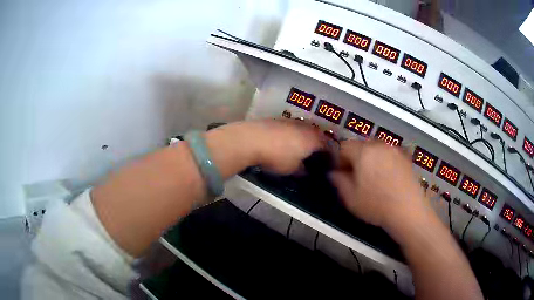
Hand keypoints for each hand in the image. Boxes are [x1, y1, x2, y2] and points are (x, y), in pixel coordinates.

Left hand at [206, 119, 326, 176]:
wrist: (251, 139)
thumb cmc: (277, 157)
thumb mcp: (292, 169)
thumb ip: (302, 170)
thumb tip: (305, 170)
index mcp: (313, 139)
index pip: (328, 145)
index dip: (330, 154)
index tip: (330, 161)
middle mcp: (305, 127)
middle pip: (317, 134)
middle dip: (318, 144)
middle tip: (316, 154)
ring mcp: (290, 121)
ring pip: (303, 129)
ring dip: (305, 137)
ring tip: (300, 148)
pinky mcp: (277, 119)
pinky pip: (291, 127)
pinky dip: (292, 134)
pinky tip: (285, 141)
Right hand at [330, 140, 425, 231]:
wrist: (408, 210)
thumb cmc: (377, 205)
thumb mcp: (350, 198)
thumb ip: (338, 181)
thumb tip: (334, 173)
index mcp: (363, 152)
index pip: (344, 147)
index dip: (338, 160)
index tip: (340, 173)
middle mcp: (379, 145)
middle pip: (360, 145)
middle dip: (355, 158)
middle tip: (355, 177)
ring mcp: (394, 150)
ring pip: (375, 149)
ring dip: (370, 159)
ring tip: (372, 178)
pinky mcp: (405, 157)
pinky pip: (388, 155)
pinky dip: (383, 162)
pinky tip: (386, 179)